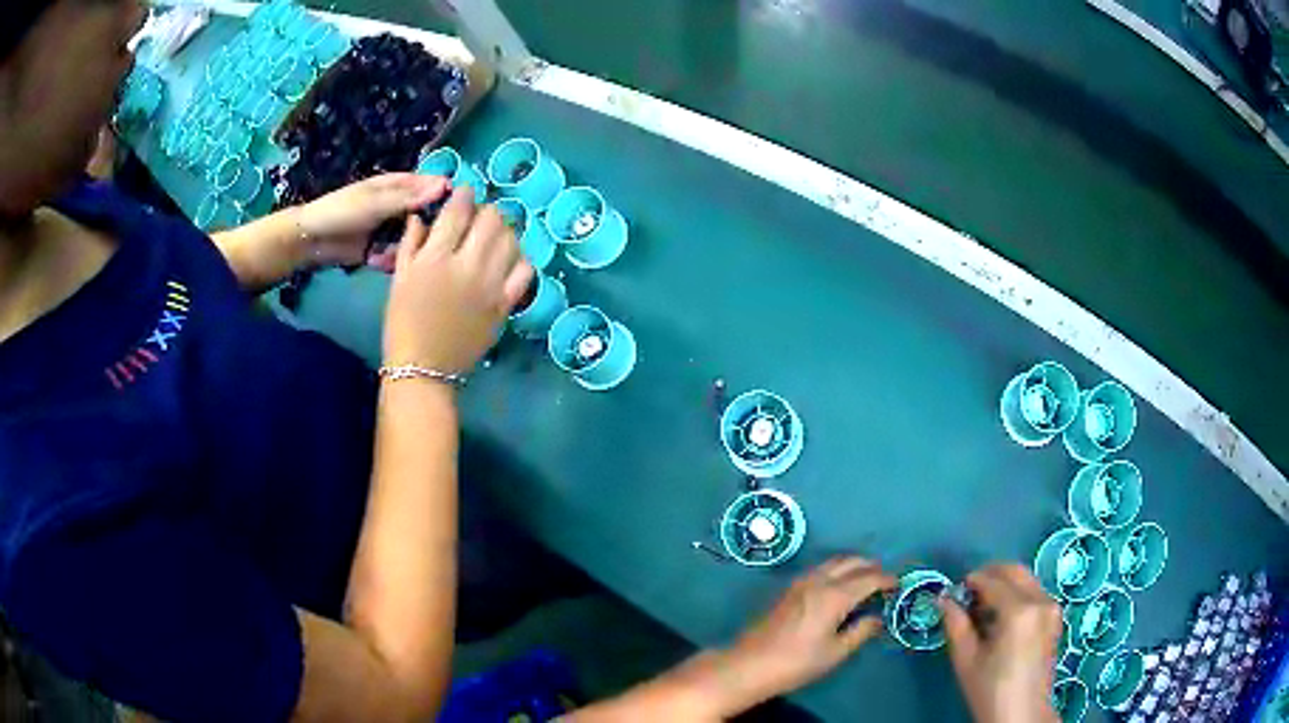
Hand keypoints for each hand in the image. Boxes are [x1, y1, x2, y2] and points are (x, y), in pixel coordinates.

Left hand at [297, 174, 449, 269]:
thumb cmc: (342, 211)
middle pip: (426, 214)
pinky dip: (393, 259)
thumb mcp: (377, 202)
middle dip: (430, 227)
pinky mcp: (382, 249)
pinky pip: (398, 254)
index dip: (446, 194)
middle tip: (434, 239)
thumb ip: (410, 197)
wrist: (312, 241)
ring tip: (400, 252)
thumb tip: (446, 185)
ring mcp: (391, 229)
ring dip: (410, 246)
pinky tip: (385, 262)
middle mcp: (399, 205)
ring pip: (414, 237)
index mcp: (398, 185)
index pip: (431, 185)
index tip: (462, 209)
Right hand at [382, 186, 532, 374]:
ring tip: (494, 235)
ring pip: (511, 240)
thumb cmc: (402, 323)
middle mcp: (467, 265)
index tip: (465, 192)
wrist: (423, 369)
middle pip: (491, 219)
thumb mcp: (399, 279)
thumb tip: (420, 216)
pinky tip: (509, 261)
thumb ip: (411, 243)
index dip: (464, 194)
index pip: (458, 211)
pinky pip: (525, 271)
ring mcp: (491, 285)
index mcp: (436, 257)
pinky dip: (520, 259)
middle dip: (486, 210)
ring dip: (504, 230)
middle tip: (479, 216)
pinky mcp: (505, 304)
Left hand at [718, 557, 895, 710]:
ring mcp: (800, 582)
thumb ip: (860, 631)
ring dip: (853, 565)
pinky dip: (837, 569)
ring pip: (834, 562)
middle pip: (851, 561)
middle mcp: (818, 581)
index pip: (869, 578)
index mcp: (834, 596)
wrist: (749, 664)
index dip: (887, 579)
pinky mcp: (788, 589)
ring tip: (866, 581)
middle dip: (871, 566)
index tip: (899, 585)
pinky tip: (840, 586)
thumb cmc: (796, 663)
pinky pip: (820, 569)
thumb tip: (877, 618)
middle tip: (884, 580)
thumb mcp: (835, 652)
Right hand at [940, 564, 1061, 722]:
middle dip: (990, 574)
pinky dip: (1017, 594)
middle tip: (968, 591)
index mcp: (1019, 611)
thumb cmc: (990, 689)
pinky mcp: (1055, 617)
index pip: (992, 581)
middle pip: (1015, 571)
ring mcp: (1051, 607)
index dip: (971, 581)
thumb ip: (956, 624)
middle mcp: (1040, 601)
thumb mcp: (966, 659)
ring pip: (1026, 579)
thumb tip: (944, 598)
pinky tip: (1001, 617)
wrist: (1021, 713)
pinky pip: (1034, 592)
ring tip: (982, 608)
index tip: (954, 590)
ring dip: (1004, 584)